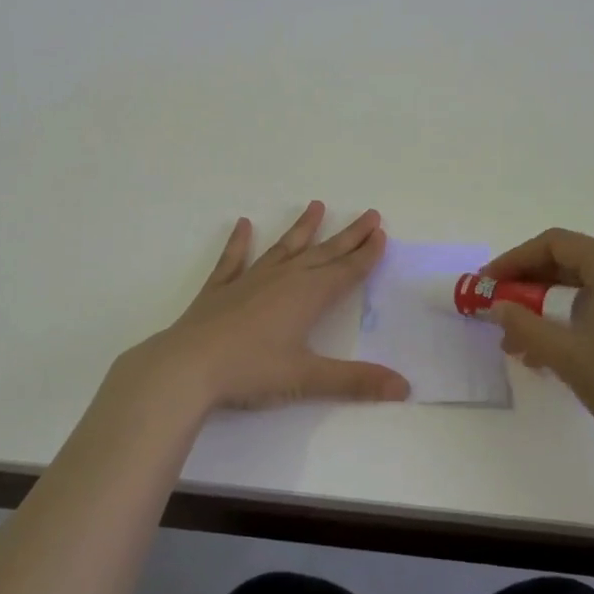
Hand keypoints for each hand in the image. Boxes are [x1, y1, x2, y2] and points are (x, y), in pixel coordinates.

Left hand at [140, 202, 408, 409]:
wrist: (188, 366)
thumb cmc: (251, 371)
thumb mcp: (307, 378)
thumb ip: (355, 381)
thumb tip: (405, 387)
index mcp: (307, 296)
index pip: (345, 271)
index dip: (366, 255)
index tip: (381, 234)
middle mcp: (283, 279)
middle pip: (323, 253)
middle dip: (348, 236)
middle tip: (369, 215)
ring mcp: (249, 280)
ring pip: (284, 248)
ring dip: (302, 228)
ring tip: (316, 205)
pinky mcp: (220, 289)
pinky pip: (234, 259)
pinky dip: (239, 242)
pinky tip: (242, 224)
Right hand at [484, 228, 593, 473]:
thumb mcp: (567, 355)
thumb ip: (524, 325)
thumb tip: (497, 306)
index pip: (554, 244)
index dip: (514, 260)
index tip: (487, 285)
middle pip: (572, 263)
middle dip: (530, 287)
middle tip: (500, 311)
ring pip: (589, 288)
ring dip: (551, 308)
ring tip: (521, 344)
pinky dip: (578, 319)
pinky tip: (558, 352)